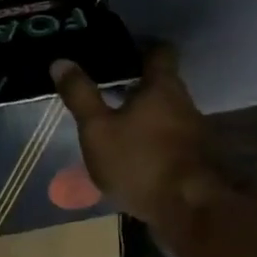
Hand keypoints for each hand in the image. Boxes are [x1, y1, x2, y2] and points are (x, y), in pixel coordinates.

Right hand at [49, 46, 218, 239]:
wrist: (188, 210)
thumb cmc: (139, 161)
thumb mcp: (98, 130)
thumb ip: (81, 96)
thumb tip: (60, 61)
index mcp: (162, 87)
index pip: (160, 51)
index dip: (142, 46)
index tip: (120, 51)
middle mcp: (184, 103)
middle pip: (162, 84)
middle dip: (137, 86)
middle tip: (107, 91)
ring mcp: (194, 134)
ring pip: (166, 114)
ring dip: (144, 117)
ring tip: (116, 127)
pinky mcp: (195, 161)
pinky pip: (170, 141)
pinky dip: (152, 142)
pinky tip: (133, 156)